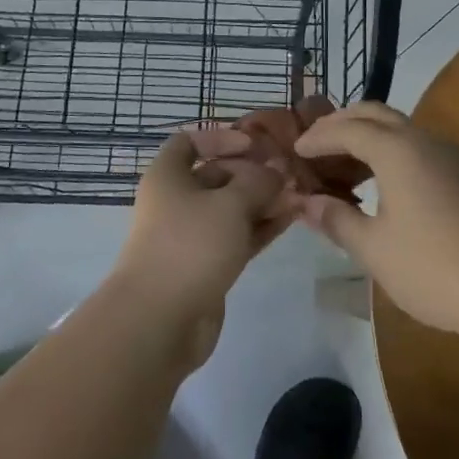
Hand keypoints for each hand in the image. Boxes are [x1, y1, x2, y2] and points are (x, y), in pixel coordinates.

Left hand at [114, 128, 297, 361]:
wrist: (159, 321)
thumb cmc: (190, 245)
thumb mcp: (230, 204)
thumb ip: (258, 182)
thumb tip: (276, 172)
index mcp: (168, 176)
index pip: (190, 142)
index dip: (222, 137)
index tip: (255, 145)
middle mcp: (176, 201)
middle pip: (216, 175)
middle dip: (253, 173)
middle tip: (289, 175)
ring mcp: (190, 236)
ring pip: (230, 209)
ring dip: (262, 201)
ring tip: (299, 196)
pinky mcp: (206, 265)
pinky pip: (236, 236)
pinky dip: (260, 227)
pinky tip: (290, 219)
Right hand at [293, 101, 458, 335]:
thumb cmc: (432, 267)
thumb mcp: (374, 248)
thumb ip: (338, 220)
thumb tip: (308, 203)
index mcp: (397, 150)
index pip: (347, 129)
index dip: (318, 137)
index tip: (296, 150)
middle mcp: (425, 140)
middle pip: (376, 114)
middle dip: (343, 123)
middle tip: (318, 142)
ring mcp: (452, 155)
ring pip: (402, 129)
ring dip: (370, 136)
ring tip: (348, 164)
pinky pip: (422, 148)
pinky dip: (394, 152)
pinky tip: (389, 184)